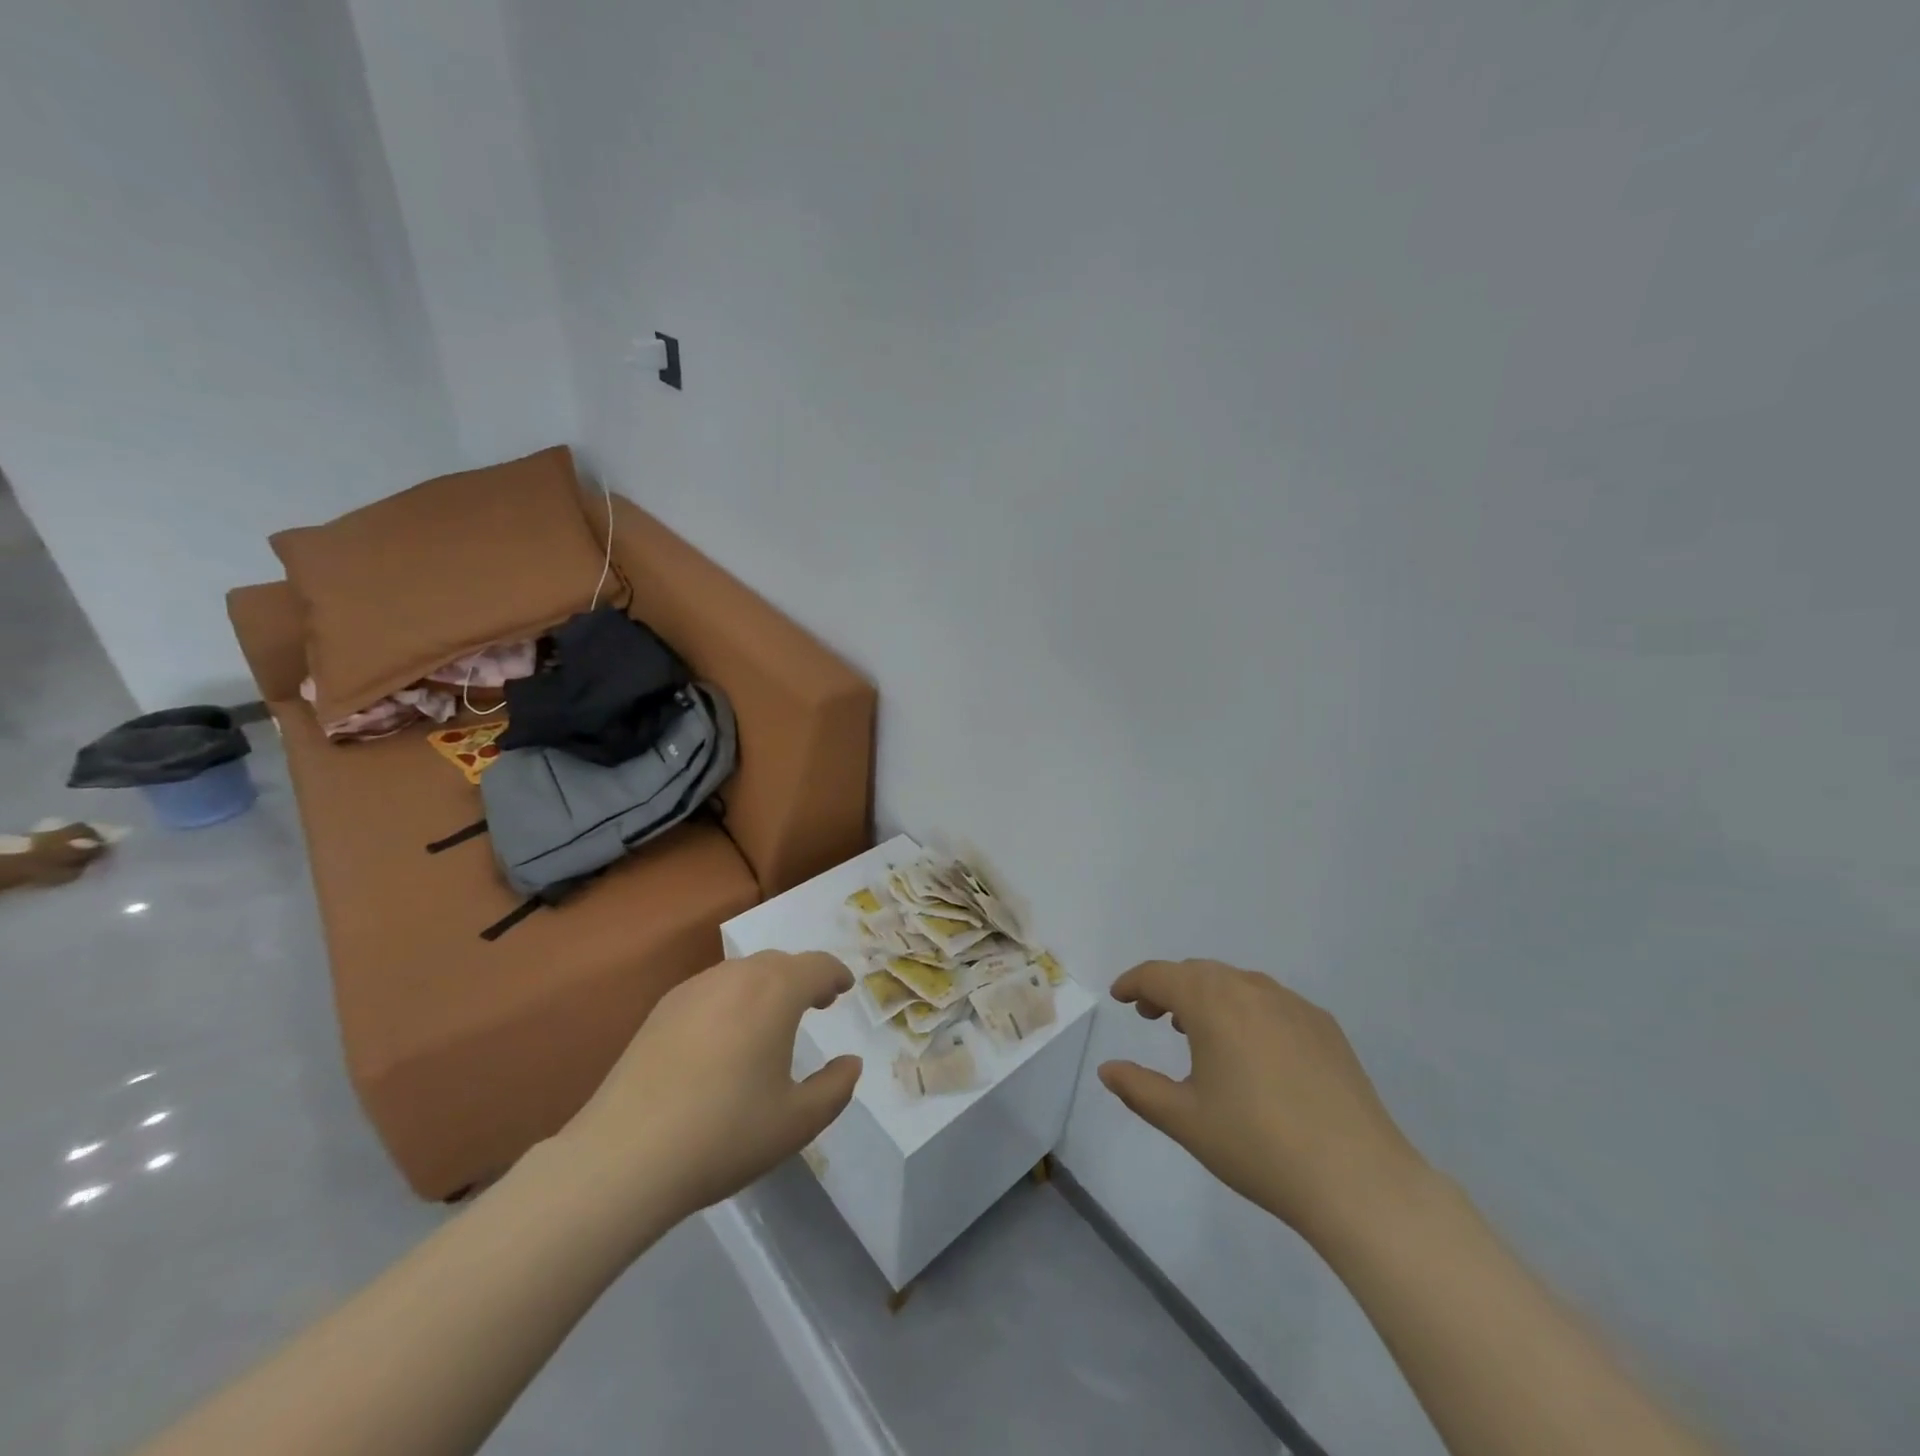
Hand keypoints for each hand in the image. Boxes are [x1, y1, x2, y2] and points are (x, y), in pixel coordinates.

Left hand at [557, 951, 862, 1224]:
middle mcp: (735, 977)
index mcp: (775, 993)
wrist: (624, 1157)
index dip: (836, 975)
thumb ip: (835, 1088)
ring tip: (770, 1019)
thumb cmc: (724, 1134)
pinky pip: (711, 988)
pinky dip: (732, 998)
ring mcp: (692, 990)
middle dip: (802, 977)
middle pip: (779, 962)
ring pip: (742, 972)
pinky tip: (724, 1037)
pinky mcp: (660, 1010)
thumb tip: (850, 1063)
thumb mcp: (797, 1122)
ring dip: (766, 985)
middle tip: (815, 1003)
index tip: (844, 988)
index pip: (817, 966)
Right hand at [1099, 959, 1426, 1244]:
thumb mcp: (1185, 1121)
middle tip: (1151, 1016)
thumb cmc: (1258, 1146)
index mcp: (1212, 1003)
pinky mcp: (1324, 1027)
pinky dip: (1245, 1009)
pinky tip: (1251, 1049)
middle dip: (1168, 987)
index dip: (1134, 982)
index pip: (1160, 975)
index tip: (1119, 997)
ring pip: (1236, 983)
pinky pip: (1271, 1001)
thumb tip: (1107, 1069)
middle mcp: (1251, 989)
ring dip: (1207, 995)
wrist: (1358, 1180)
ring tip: (1197, 1030)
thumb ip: (1138, 1088)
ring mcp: (1293, 1005)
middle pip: (1198, 972)